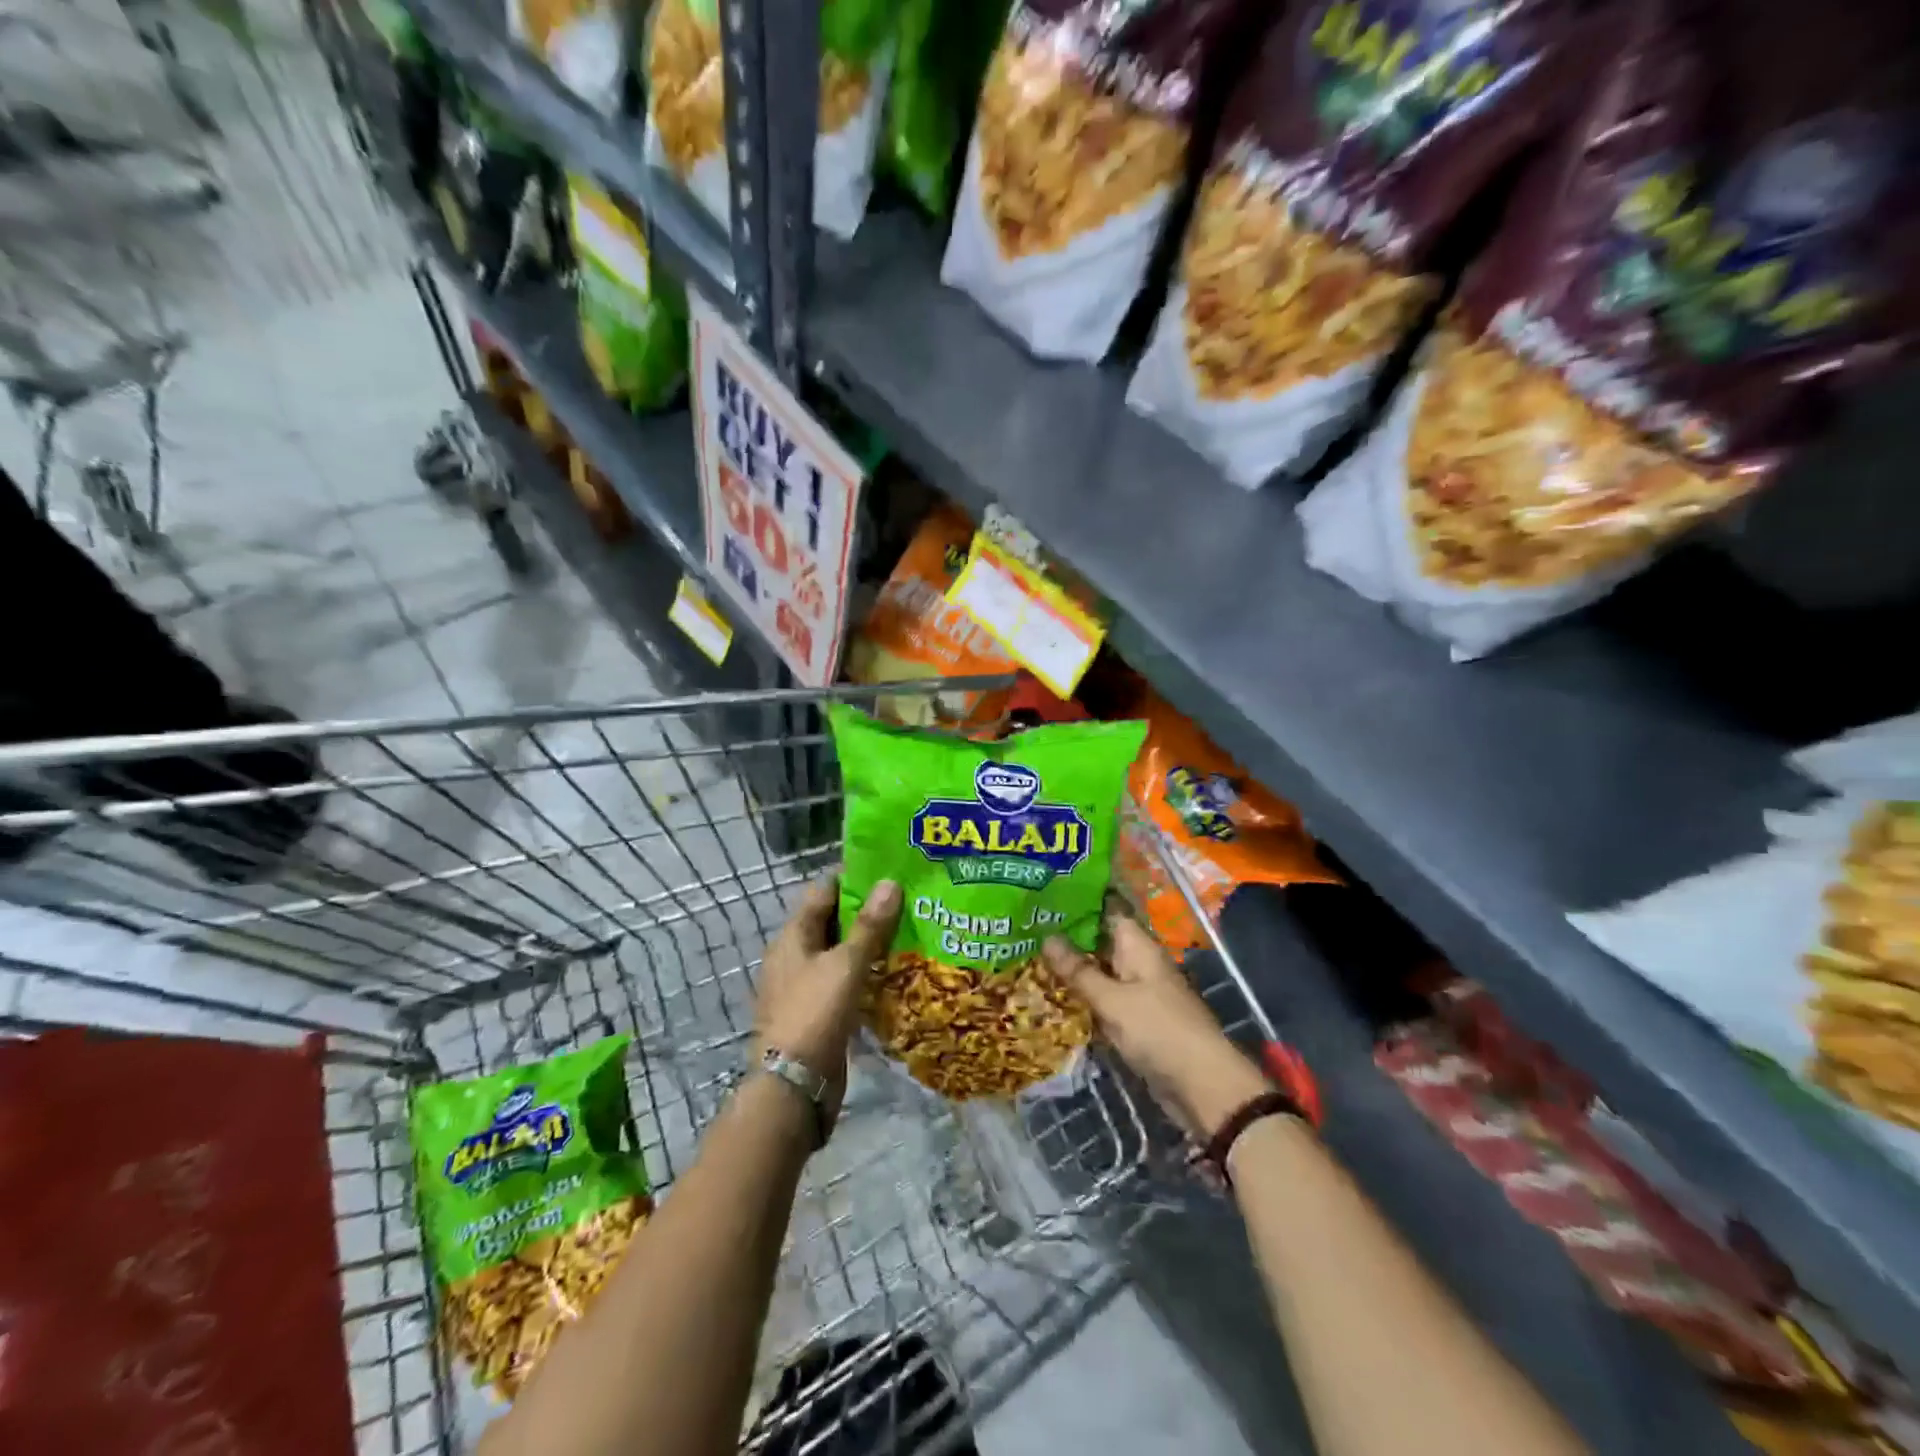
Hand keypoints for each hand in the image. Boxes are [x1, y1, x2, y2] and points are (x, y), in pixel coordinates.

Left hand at [753, 874, 901, 1130]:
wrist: (794, 1086)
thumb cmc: (815, 1013)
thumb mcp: (846, 965)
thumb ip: (870, 926)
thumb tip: (890, 881)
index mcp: (793, 936)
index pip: (823, 891)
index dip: (853, 878)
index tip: (889, 871)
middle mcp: (794, 956)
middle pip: (832, 921)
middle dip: (867, 911)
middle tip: (908, 900)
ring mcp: (804, 985)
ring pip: (840, 952)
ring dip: (868, 943)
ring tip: (909, 932)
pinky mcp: (818, 1012)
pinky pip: (844, 981)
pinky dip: (865, 973)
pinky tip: (893, 973)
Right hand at [1042, 913, 1268, 1138]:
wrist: (1202, 1086)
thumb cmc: (1158, 1031)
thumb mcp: (1112, 1000)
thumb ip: (1079, 971)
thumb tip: (1047, 938)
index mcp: (1138, 947)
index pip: (1107, 911)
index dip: (1078, 903)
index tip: (1043, 897)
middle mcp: (1138, 963)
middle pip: (1100, 943)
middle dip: (1067, 939)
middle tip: (1026, 932)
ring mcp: (1138, 993)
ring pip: (1100, 973)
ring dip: (1072, 971)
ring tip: (1029, 960)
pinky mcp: (1135, 1021)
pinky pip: (1104, 1000)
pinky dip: (1083, 998)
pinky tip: (1052, 998)